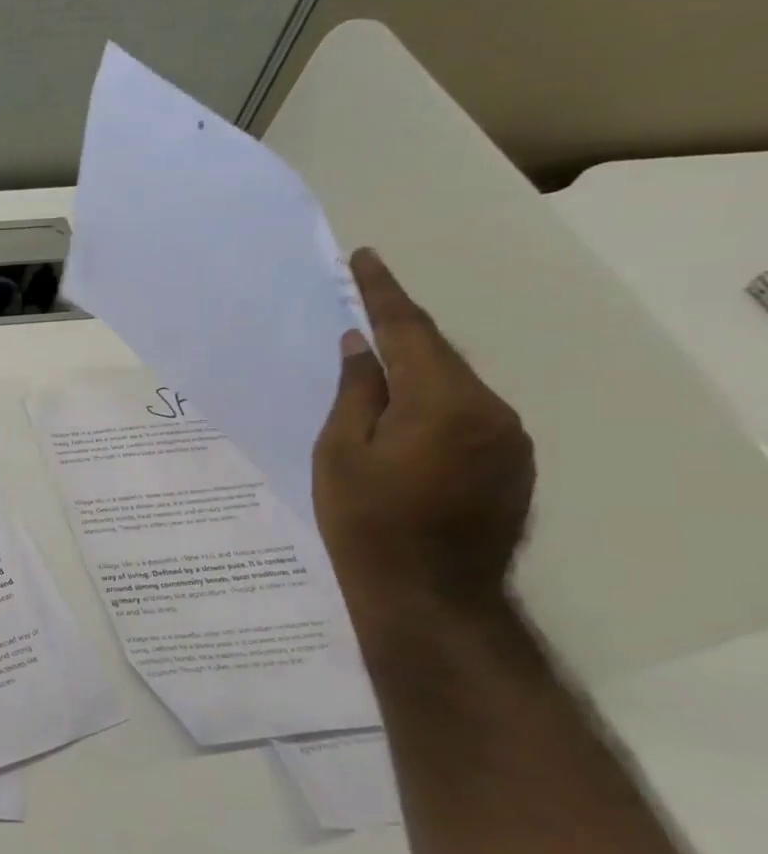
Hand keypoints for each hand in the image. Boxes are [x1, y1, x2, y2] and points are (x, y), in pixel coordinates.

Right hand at [314, 249, 534, 614]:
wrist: (430, 595)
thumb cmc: (366, 522)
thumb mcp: (340, 453)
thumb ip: (356, 392)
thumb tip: (362, 345)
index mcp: (443, 402)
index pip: (408, 331)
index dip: (382, 292)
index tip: (364, 258)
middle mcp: (490, 410)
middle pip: (437, 356)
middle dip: (398, 333)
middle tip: (360, 312)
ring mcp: (509, 439)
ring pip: (453, 386)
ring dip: (415, 372)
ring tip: (374, 372)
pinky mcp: (512, 465)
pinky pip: (466, 415)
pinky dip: (432, 404)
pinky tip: (402, 420)